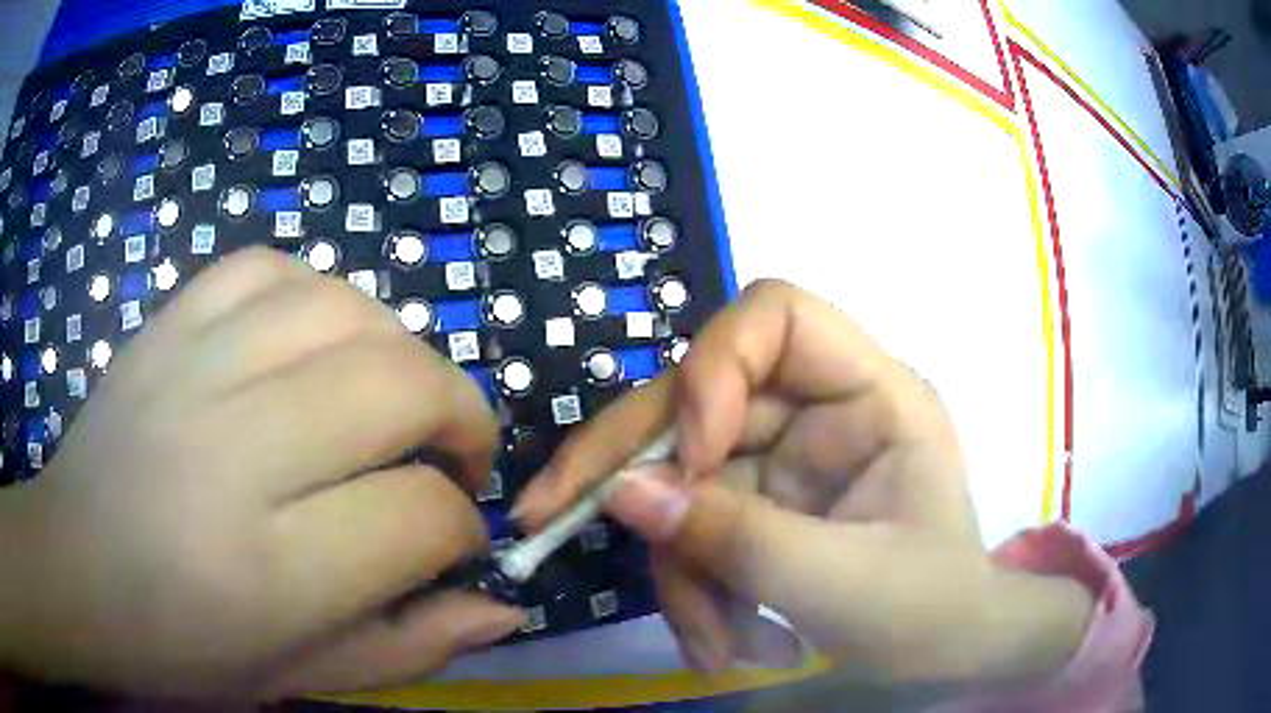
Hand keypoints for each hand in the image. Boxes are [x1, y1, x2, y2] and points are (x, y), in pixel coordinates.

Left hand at [0, 248, 524, 698]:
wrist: (72, 572)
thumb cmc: (181, 650)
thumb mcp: (301, 677)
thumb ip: (410, 644)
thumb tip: (503, 604)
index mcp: (268, 572)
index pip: (418, 515)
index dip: (461, 528)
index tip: (453, 542)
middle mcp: (231, 453)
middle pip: (398, 385)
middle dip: (461, 417)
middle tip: (454, 456)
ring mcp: (191, 368)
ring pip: (343, 308)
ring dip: (399, 350)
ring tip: (393, 397)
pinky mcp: (166, 324)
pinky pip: (268, 267)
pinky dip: (318, 296)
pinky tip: (317, 342)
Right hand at [515, 281, 1092, 688]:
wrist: (948, 657)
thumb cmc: (929, 613)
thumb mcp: (840, 584)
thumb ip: (736, 538)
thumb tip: (620, 493)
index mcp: (872, 397)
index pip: (777, 318)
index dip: (714, 368)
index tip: (686, 454)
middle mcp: (818, 413)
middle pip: (697, 398)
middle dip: (628, 466)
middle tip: (549, 516)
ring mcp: (781, 463)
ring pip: (681, 480)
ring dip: (678, 568)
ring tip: (711, 646)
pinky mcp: (757, 510)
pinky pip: (692, 528)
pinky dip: (692, 590)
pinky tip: (717, 644)